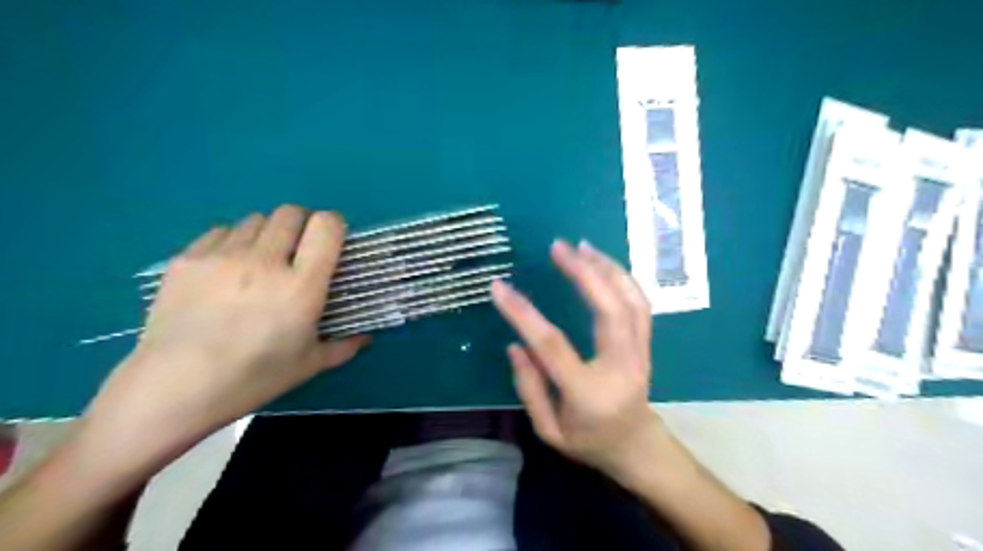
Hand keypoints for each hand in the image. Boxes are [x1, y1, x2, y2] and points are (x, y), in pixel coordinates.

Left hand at [83, 203, 368, 458]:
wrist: (173, 389)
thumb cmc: (253, 378)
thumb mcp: (309, 365)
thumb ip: (344, 345)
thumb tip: (366, 337)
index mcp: (301, 286)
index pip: (326, 226)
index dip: (334, 225)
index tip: (331, 242)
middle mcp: (265, 261)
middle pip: (291, 212)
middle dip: (302, 225)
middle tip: (297, 252)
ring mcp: (222, 256)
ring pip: (256, 219)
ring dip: (268, 234)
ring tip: (260, 262)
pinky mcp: (187, 259)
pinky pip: (222, 232)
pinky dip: (234, 242)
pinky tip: (227, 271)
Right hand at [490, 240, 658, 476]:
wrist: (637, 447)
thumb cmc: (589, 442)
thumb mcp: (549, 431)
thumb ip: (530, 388)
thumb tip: (515, 344)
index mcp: (589, 393)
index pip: (553, 346)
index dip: (523, 314)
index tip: (499, 287)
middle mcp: (621, 366)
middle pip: (610, 310)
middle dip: (584, 273)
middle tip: (558, 247)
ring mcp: (640, 353)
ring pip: (632, 301)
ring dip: (607, 268)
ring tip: (581, 246)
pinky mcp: (646, 344)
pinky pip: (640, 304)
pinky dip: (623, 277)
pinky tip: (603, 262)